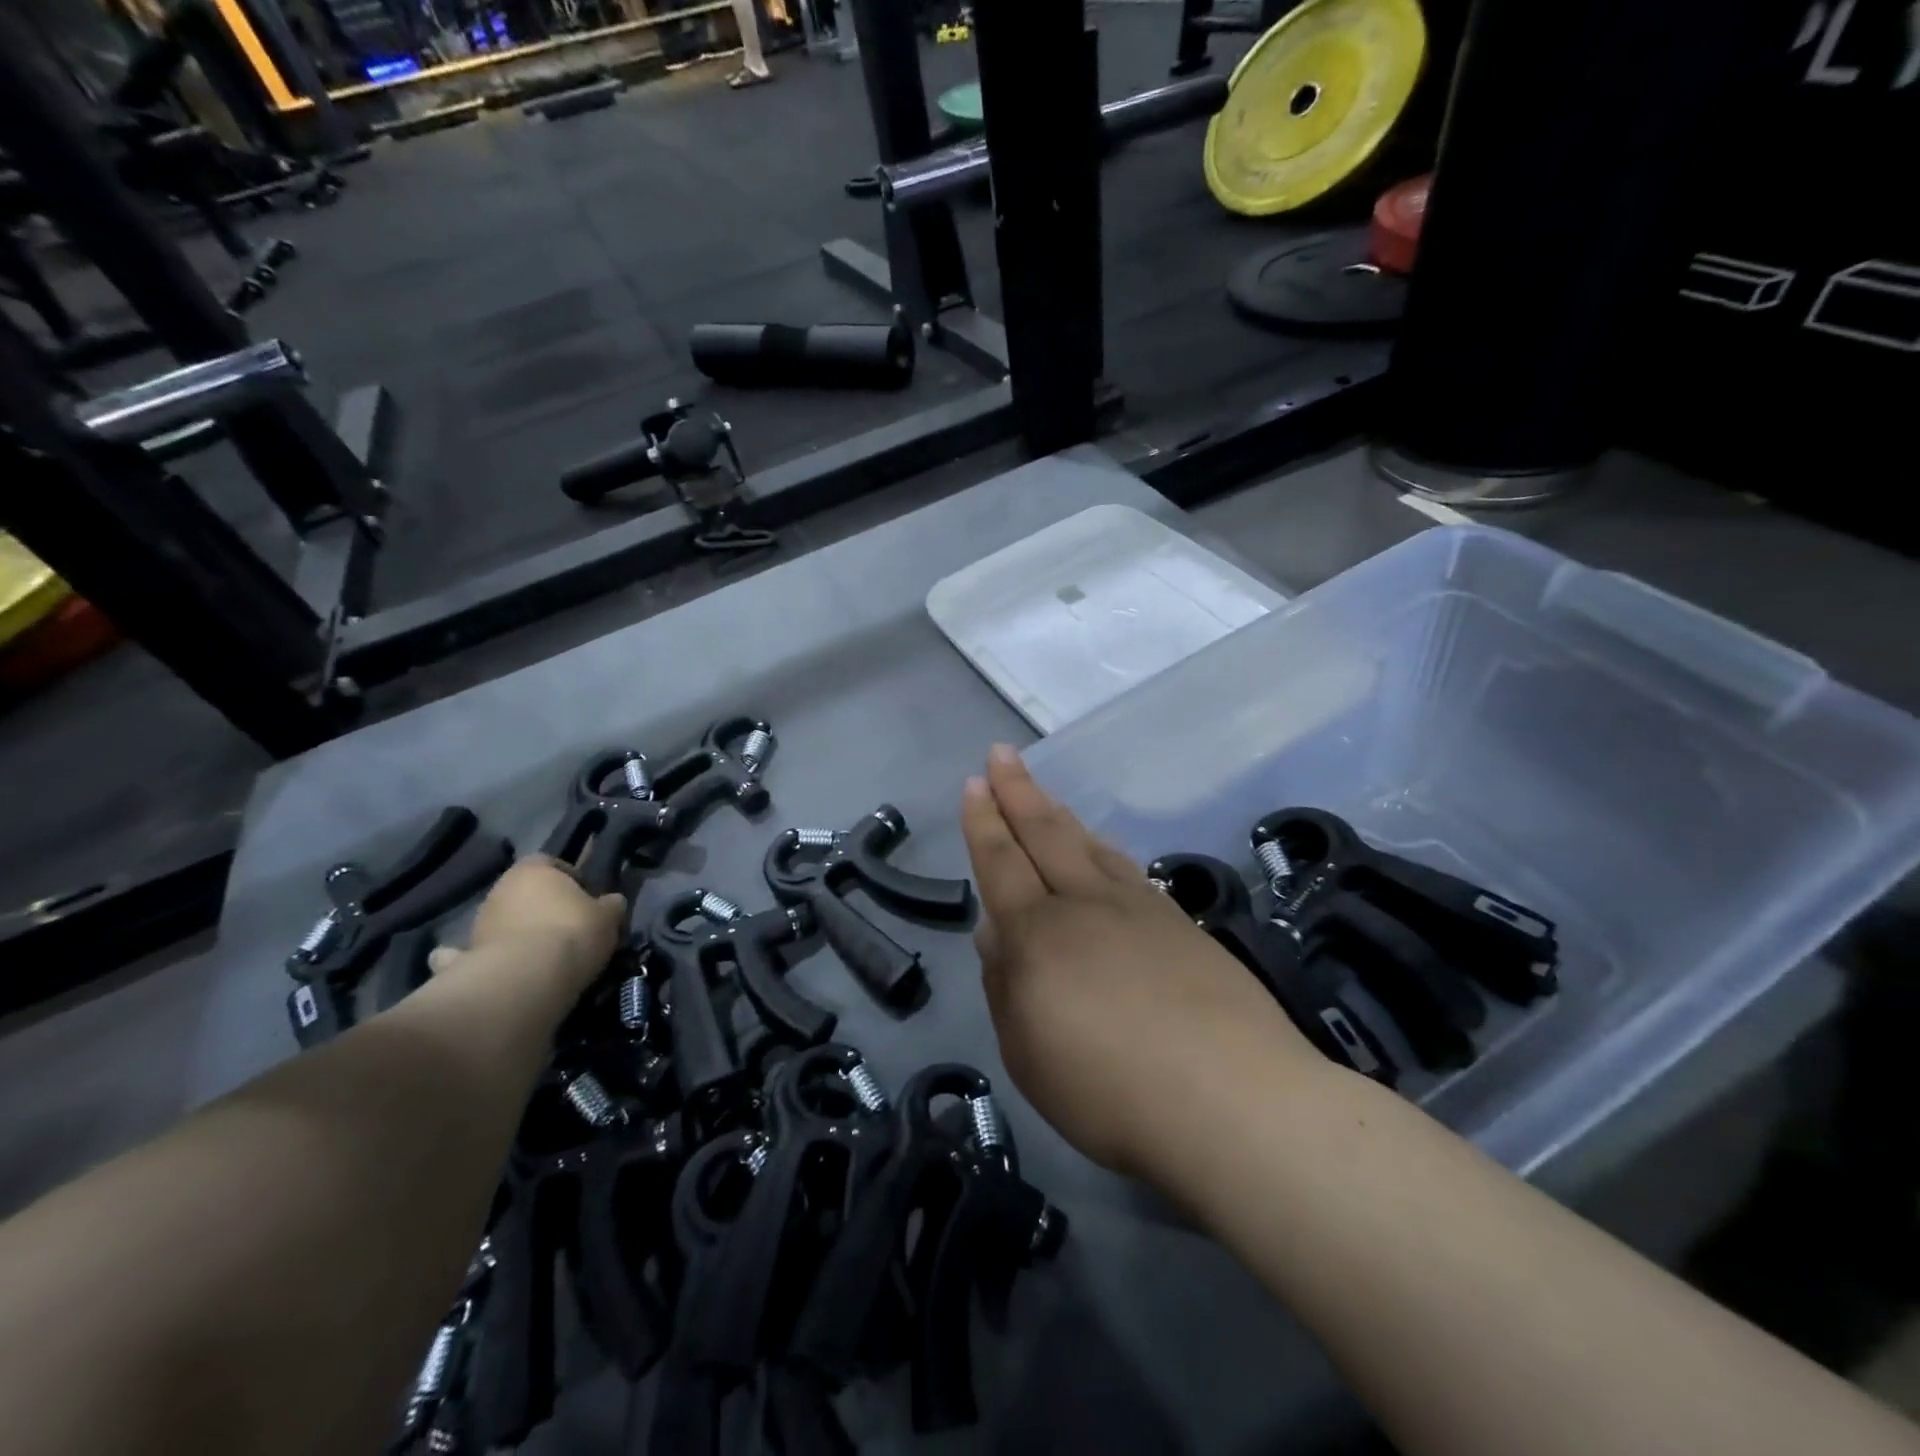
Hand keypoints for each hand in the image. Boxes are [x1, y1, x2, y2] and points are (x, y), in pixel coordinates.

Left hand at [427, 857, 626, 994]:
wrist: (525, 980)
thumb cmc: (572, 933)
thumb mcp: (608, 916)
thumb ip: (610, 905)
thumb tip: (612, 902)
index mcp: (533, 869)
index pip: (550, 862)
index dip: (570, 878)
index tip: (586, 899)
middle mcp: (500, 889)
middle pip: (526, 893)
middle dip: (544, 908)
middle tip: (570, 929)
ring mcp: (479, 924)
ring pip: (506, 923)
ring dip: (522, 934)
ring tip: (548, 956)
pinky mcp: (467, 958)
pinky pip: (486, 953)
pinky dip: (497, 958)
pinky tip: (515, 972)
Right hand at [962, 745, 1315, 1180]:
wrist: (1233, 1099)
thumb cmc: (1111, 1091)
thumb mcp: (1028, 1054)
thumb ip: (1005, 987)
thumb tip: (994, 931)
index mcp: (1039, 934)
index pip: (1002, 862)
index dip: (984, 821)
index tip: (976, 783)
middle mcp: (1086, 905)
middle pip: (1045, 834)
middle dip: (1018, 791)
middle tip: (1001, 755)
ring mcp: (1139, 909)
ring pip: (1089, 844)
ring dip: (1060, 814)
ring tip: (1043, 794)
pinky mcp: (1181, 923)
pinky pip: (1128, 868)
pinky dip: (1105, 848)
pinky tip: (1103, 848)